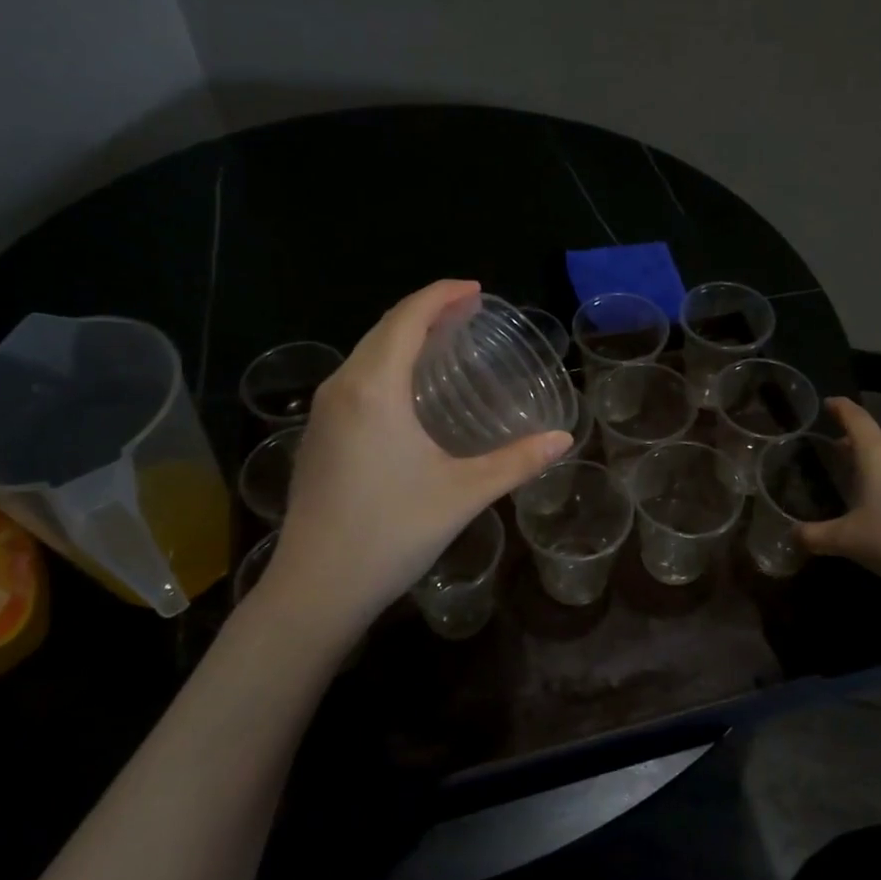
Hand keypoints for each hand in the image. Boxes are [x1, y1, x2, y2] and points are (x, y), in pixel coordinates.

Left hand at [251, 281, 572, 640]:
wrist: (316, 588)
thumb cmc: (392, 532)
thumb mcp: (463, 493)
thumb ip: (517, 462)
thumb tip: (564, 439)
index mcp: (374, 388)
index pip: (407, 318)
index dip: (442, 296)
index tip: (476, 291)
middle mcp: (341, 387)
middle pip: (383, 329)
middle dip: (426, 312)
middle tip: (468, 313)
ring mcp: (323, 413)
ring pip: (365, 354)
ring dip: (403, 338)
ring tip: (444, 343)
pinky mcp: (317, 436)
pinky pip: (355, 379)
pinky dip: (386, 365)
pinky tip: (408, 390)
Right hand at [798, 397, 880, 600]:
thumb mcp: (845, 540)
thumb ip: (813, 535)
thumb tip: (791, 535)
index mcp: (877, 454)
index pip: (856, 419)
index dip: (840, 408)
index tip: (828, 404)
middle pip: (875, 439)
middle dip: (853, 442)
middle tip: (833, 452)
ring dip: (873, 464)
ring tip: (855, 480)